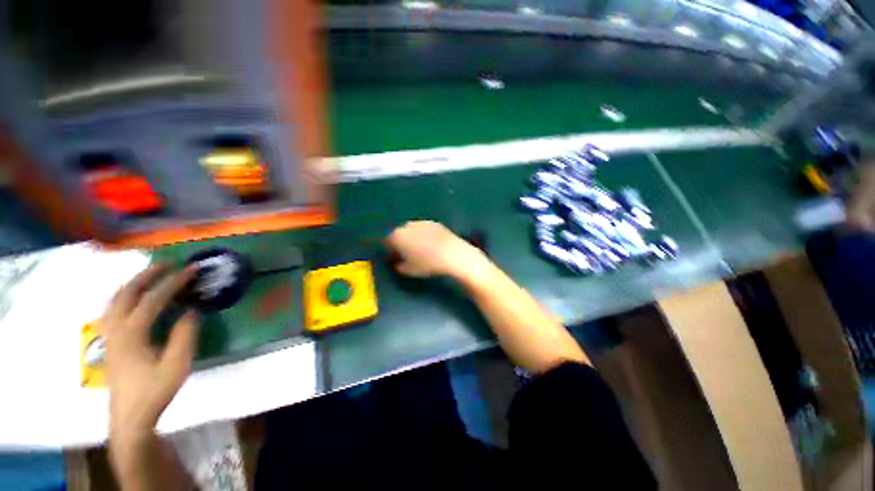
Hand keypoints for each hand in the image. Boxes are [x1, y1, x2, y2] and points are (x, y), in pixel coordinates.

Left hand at [100, 264, 198, 439]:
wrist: (130, 418)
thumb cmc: (154, 392)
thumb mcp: (176, 365)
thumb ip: (184, 335)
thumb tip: (191, 311)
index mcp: (132, 334)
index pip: (153, 299)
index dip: (173, 282)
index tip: (191, 270)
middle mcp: (116, 330)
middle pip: (127, 293)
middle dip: (147, 275)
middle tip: (168, 264)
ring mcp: (109, 336)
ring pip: (115, 300)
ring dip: (133, 283)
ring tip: (151, 275)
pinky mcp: (110, 342)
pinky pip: (113, 310)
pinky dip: (124, 297)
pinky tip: (134, 299)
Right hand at [385, 221, 485, 278]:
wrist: (451, 253)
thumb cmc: (426, 264)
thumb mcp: (408, 271)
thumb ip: (398, 266)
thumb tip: (397, 262)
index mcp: (396, 236)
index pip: (386, 242)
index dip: (390, 251)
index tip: (395, 258)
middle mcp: (406, 226)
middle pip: (399, 234)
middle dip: (401, 243)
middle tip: (408, 254)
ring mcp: (421, 222)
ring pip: (412, 230)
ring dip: (413, 238)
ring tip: (422, 249)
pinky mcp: (434, 222)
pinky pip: (424, 229)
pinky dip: (425, 235)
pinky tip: (432, 244)